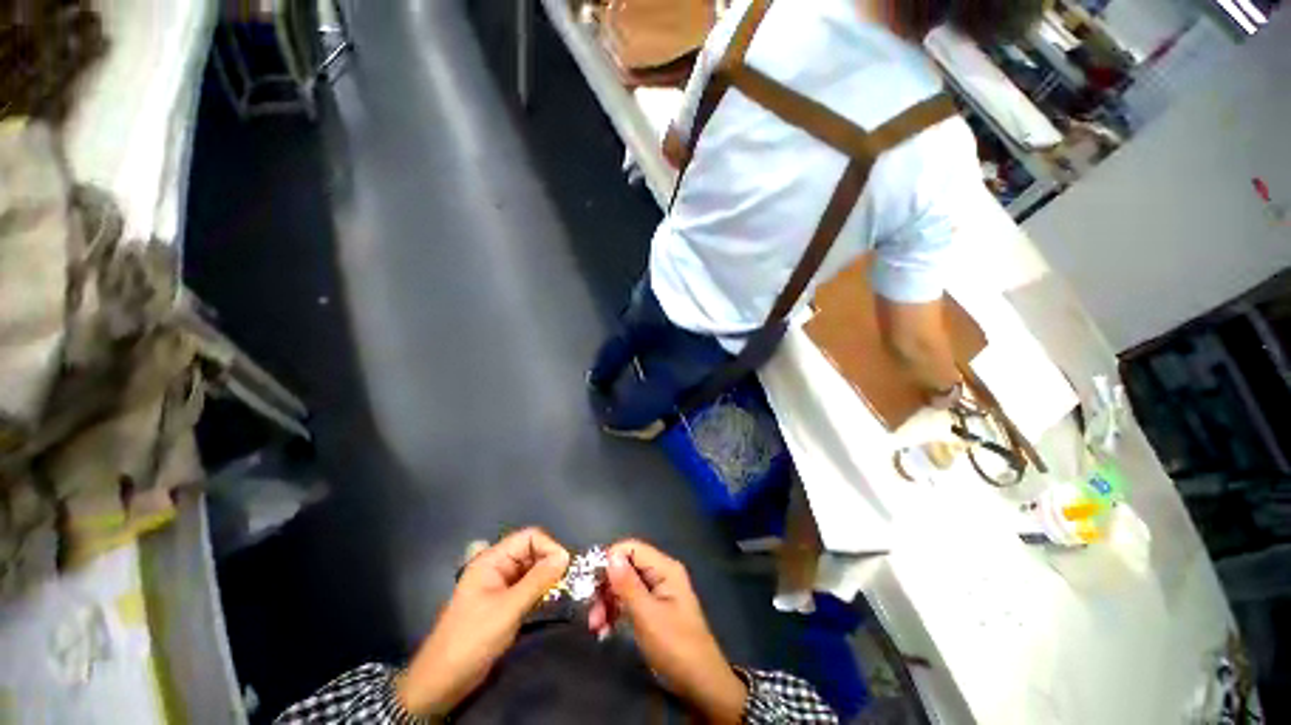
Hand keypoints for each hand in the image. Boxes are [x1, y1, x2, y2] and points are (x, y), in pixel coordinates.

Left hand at [397, 528, 569, 716]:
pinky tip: (549, 602)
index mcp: (492, 559)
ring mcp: (500, 585)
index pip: (529, 537)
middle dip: (550, 562)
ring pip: (532, 570)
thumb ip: (538, 580)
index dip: (549, 547)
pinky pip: (527, 587)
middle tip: (567, 581)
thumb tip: (565, 556)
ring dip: (547, 578)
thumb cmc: (473, 638)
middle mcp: (497, 567)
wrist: (442, 681)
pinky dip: (540, 591)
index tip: (565, 567)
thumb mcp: (508, 608)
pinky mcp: (503, 603)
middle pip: (532, 552)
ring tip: (562, 592)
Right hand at [589, 540, 747, 723]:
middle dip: (606, 587)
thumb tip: (610, 556)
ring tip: (595, 627)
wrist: (701, 684)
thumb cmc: (676, 647)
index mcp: (664, 568)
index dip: (609, 560)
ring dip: (608, 603)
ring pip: (625, 585)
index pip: (631, 549)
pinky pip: (630, 601)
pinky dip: (616, 613)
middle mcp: (661, 573)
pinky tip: (605, 630)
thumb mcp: (648, 616)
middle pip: (626, 567)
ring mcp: (658, 591)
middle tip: (591, 614)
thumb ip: (628, 585)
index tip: (590, 583)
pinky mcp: (654, 609)